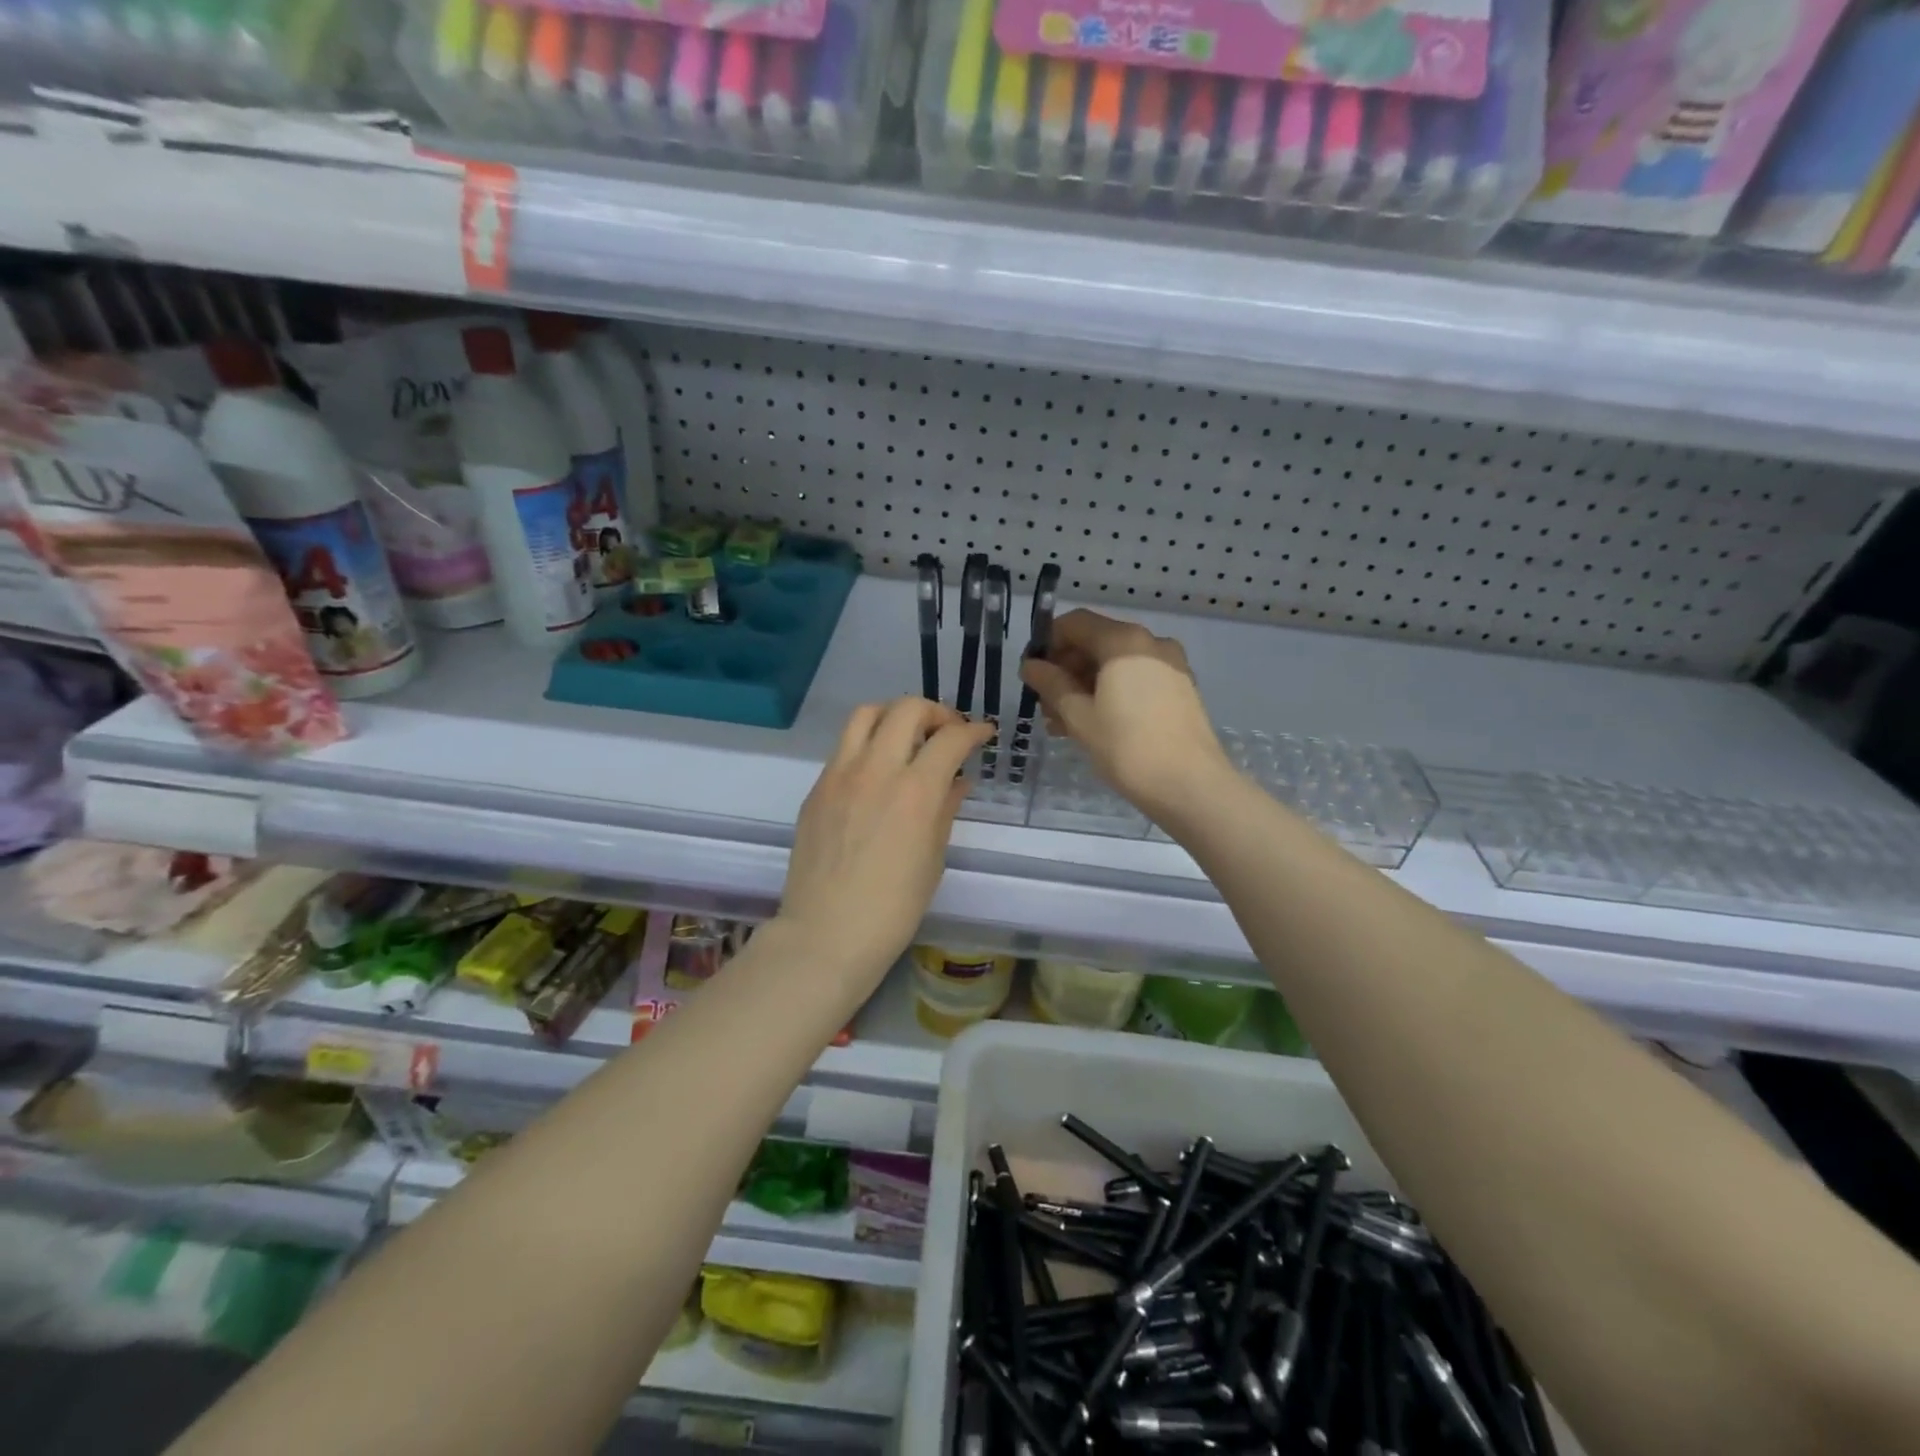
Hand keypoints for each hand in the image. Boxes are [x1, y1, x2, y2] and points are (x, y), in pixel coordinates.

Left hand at [777, 698, 993, 989]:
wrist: (826, 934)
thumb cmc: (893, 907)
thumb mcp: (933, 858)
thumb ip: (945, 809)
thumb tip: (956, 781)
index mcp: (914, 791)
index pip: (950, 738)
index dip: (973, 730)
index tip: (983, 734)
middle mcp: (875, 769)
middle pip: (907, 709)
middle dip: (935, 712)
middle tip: (947, 733)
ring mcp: (839, 775)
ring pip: (865, 714)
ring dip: (894, 715)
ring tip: (908, 737)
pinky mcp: (816, 789)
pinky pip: (844, 747)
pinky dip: (867, 744)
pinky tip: (877, 772)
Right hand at [1020, 609, 1232, 819]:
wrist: (1191, 786)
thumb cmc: (1127, 748)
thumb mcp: (1079, 716)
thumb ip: (1052, 685)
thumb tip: (1031, 665)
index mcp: (1124, 641)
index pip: (1075, 623)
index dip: (1048, 643)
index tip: (1032, 673)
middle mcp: (1151, 643)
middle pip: (1097, 642)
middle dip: (1066, 669)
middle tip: (1046, 706)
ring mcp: (1170, 666)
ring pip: (1116, 664)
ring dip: (1086, 686)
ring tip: (1064, 723)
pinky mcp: (1181, 689)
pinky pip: (1136, 679)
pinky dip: (1112, 693)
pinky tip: (1096, 725)